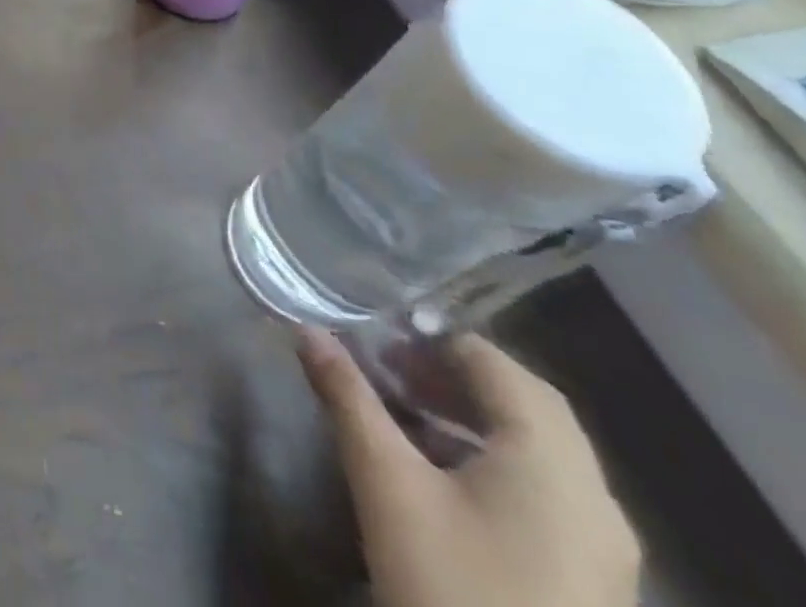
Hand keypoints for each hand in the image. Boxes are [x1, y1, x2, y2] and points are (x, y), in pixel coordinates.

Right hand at [299, 328, 640, 606]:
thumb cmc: (450, 585)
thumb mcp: (386, 483)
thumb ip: (348, 397)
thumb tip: (307, 331)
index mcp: (553, 463)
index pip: (497, 365)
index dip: (434, 339)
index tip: (377, 337)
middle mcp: (595, 497)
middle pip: (527, 404)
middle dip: (453, 374)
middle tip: (388, 367)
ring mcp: (603, 548)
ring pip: (540, 449)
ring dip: (473, 415)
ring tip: (405, 412)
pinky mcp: (592, 581)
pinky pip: (547, 490)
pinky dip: (494, 458)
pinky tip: (442, 475)